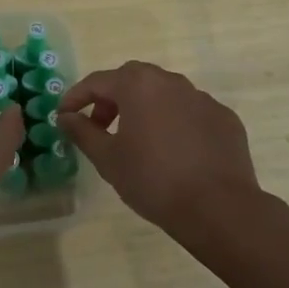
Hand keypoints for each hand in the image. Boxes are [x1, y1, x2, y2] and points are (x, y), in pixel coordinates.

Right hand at [58, 61, 261, 238]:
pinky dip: (175, 122)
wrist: (218, 208)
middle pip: (132, 80)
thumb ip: (83, 132)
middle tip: (101, 126)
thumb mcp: (107, 158)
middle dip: (112, 98)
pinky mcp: (224, 118)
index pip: (97, 82)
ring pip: (164, 94)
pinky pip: (190, 112)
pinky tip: (174, 151)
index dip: (76, 97)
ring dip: (145, 108)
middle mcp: (171, 82)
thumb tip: (65, 117)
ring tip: (138, 139)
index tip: (64, 116)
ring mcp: (202, 98)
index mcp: (139, 85)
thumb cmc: (153, 179)